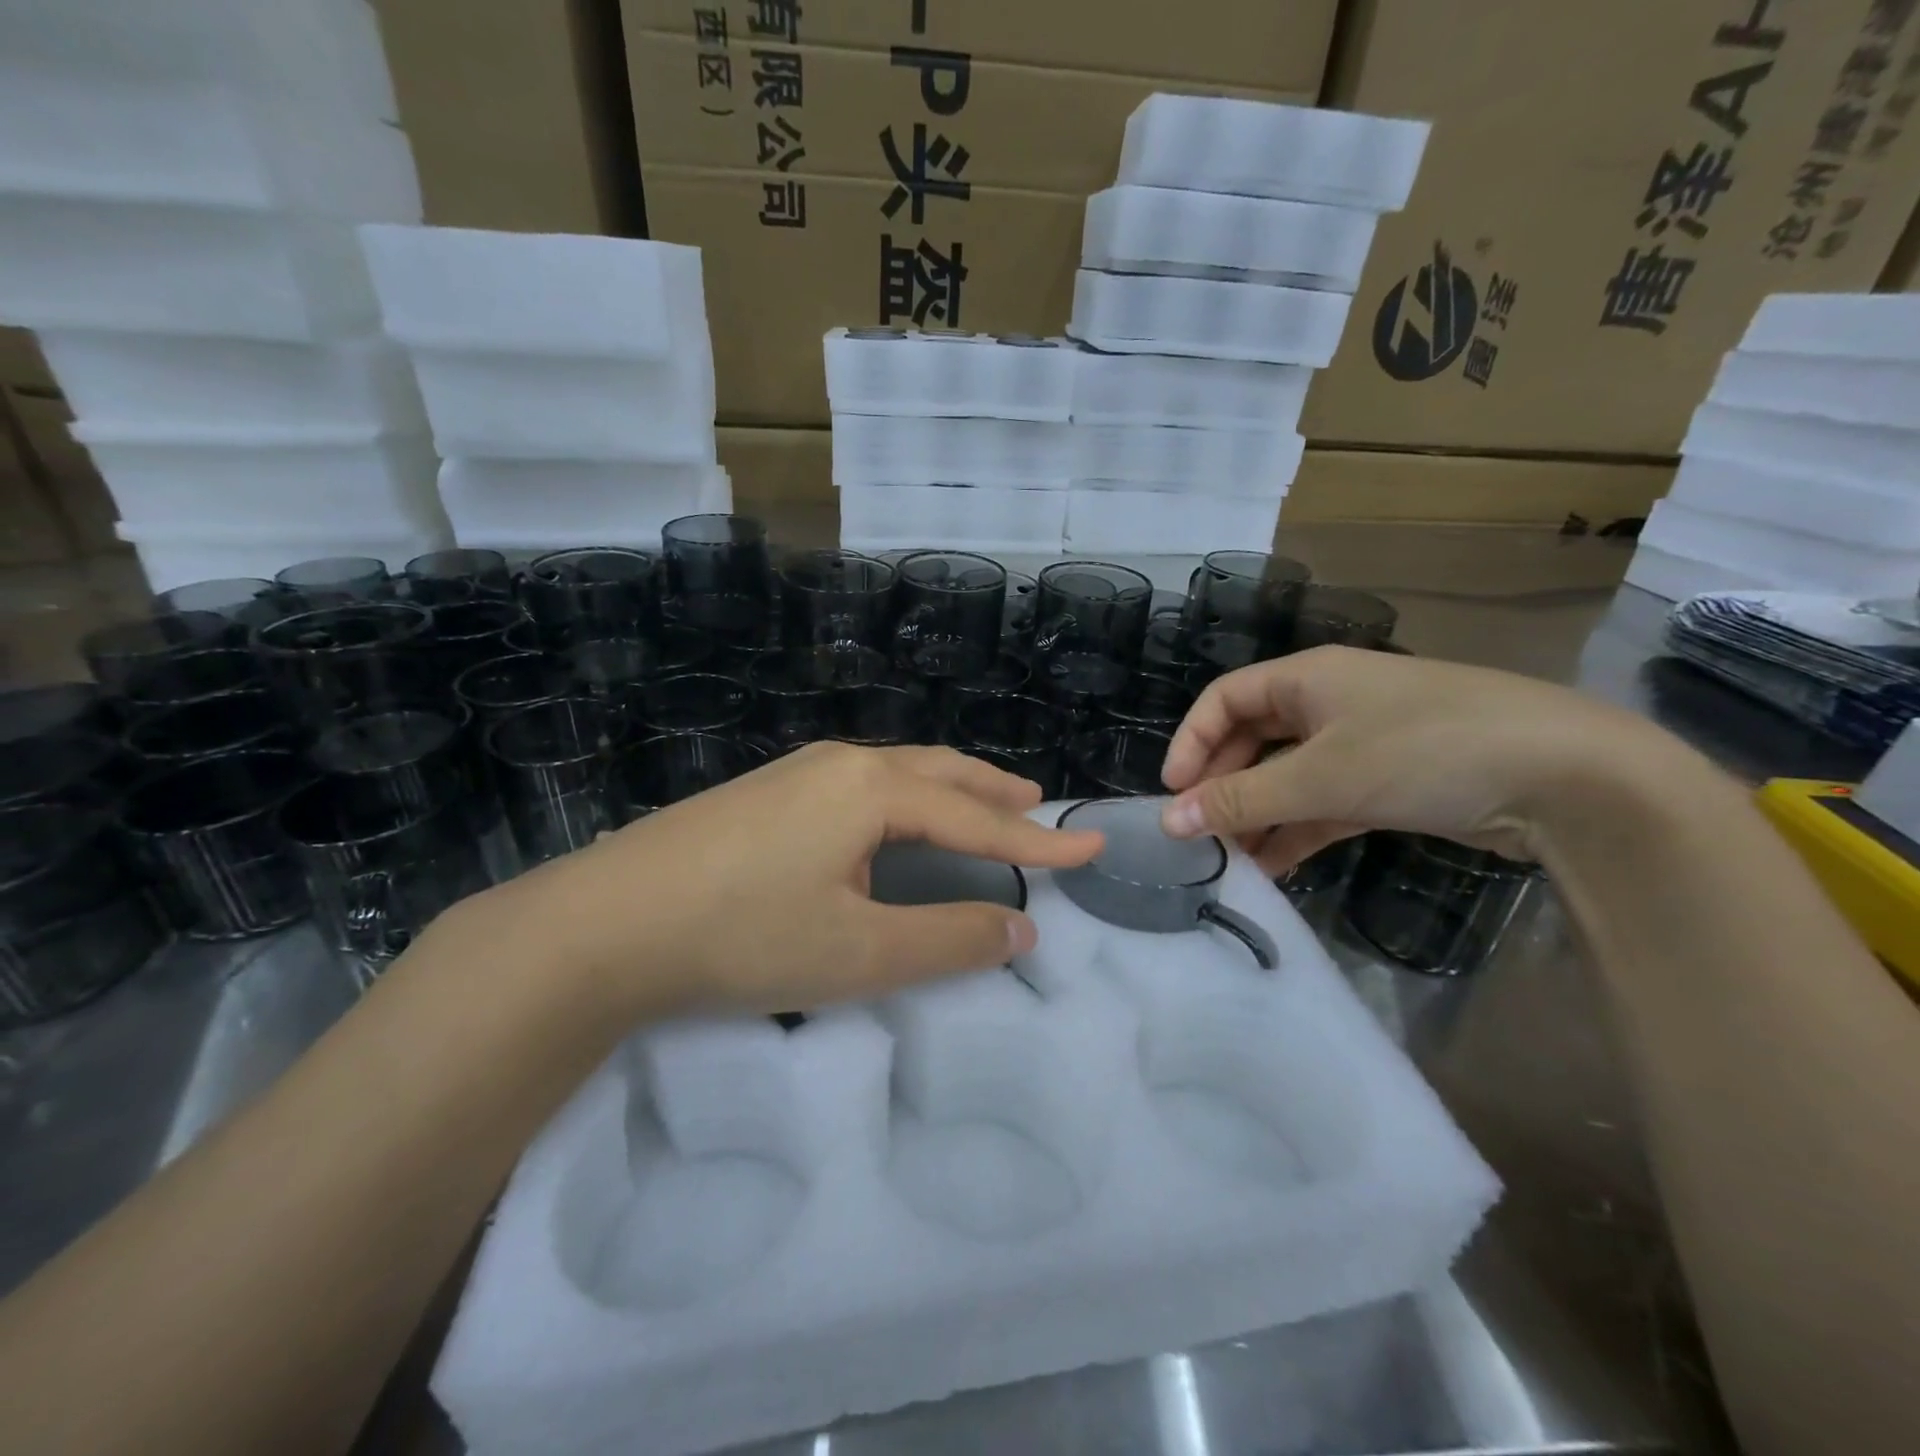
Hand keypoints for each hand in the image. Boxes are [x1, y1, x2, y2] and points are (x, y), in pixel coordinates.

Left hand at [470, 742, 1102, 1018]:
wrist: (604, 923)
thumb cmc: (743, 935)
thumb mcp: (858, 953)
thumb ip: (947, 940)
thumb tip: (1021, 930)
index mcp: (873, 791)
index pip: (976, 820)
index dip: (1036, 842)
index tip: (1089, 846)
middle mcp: (842, 765)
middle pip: (939, 773)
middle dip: (993, 792)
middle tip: (1036, 805)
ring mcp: (797, 772)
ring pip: (897, 772)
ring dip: (947, 788)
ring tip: (979, 803)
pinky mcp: (765, 792)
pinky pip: (861, 783)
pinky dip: (904, 796)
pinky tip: (892, 818)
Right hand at [1158, 646, 1679, 872]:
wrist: (1567, 778)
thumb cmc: (1424, 751)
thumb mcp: (1321, 775)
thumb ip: (1241, 799)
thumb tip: (1169, 821)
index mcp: (1307, 678)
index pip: (1224, 700)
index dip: (1190, 742)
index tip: (1172, 793)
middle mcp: (1329, 703)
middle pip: (1252, 740)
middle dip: (1222, 785)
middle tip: (1199, 833)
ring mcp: (1363, 743)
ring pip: (1288, 777)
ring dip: (1258, 815)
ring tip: (1229, 862)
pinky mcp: (1391, 783)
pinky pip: (1324, 803)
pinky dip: (1297, 830)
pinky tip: (1274, 867)